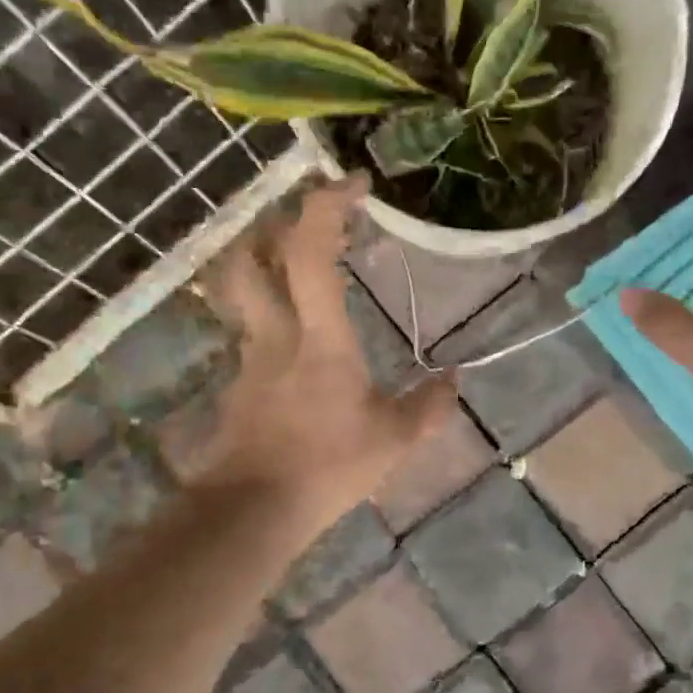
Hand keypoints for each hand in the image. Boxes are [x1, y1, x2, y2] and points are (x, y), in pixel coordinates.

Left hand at [191, 175, 456, 531]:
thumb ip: (428, 407)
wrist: (255, 509)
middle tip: (304, 219)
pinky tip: (289, 347)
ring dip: (258, 264)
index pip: (309, 252)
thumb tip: (456, 379)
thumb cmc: (329, 467)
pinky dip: (265, 321)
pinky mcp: (236, 386)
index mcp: (319, 338)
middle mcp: (275, 334)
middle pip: (250, 258)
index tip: (354, 183)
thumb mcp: (393, 440)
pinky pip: (246, 336)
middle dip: (273, 224)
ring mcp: (248, 359)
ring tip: (290, 266)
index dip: (327, 206)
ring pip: (238, 293)